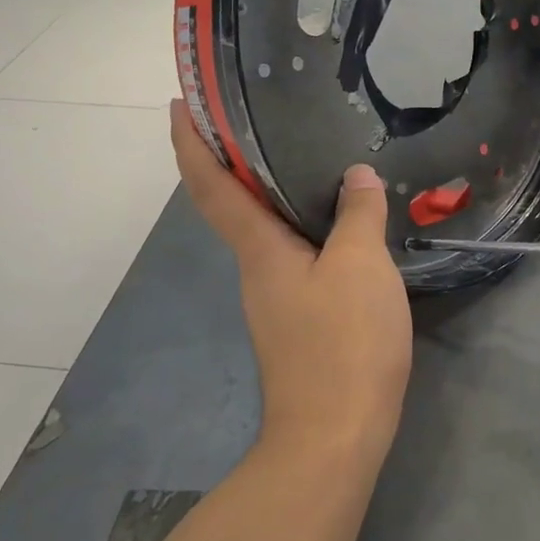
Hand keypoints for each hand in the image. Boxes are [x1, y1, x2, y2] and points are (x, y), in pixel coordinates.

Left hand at [171, 102, 413, 460]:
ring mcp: (277, 298)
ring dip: (273, 192)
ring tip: (311, 158)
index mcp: (259, 250)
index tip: (179, 103)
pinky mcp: (299, 319)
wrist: (336, 437)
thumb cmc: (343, 344)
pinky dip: (304, 225)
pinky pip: (295, 255)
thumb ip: (358, 215)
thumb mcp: (360, 267)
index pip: (212, 186)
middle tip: (260, 115)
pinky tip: (339, 221)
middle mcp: (257, 269)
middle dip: (234, 158)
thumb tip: (356, 177)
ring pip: (267, 230)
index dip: (191, 142)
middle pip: (234, 204)